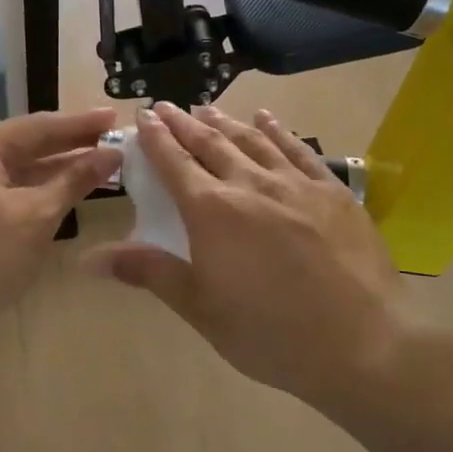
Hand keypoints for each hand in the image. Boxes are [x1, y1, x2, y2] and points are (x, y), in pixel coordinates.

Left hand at [0, 109, 121, 336]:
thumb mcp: (36, 218)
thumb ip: (74, 180)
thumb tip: (111, 155)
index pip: (41, 126)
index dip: (83, 124)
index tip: (117, 117)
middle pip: (26, 143)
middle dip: (70, 145)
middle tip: (115, 141)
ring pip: (14, 167)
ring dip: (53, 168)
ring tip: (97, 165)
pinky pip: (0, 185)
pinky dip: (31, 187)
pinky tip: (59, 190)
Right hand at [84, 101, 407, 403]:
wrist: (363, 344)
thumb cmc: (271, 334)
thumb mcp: (201, 309)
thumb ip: (150, 272)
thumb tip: (90, 258)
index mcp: (212, 211)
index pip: (174, 163)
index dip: (155, 138)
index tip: (143, 116)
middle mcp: (250, 184)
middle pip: (210, 143)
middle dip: (185, 123)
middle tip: (168, 107)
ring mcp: (295, 184)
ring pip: (252, 140)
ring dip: (225, 122)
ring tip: (207, 108)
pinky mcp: (332, 191)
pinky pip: (298, 150)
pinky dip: (278, 130)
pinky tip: (267, 119)